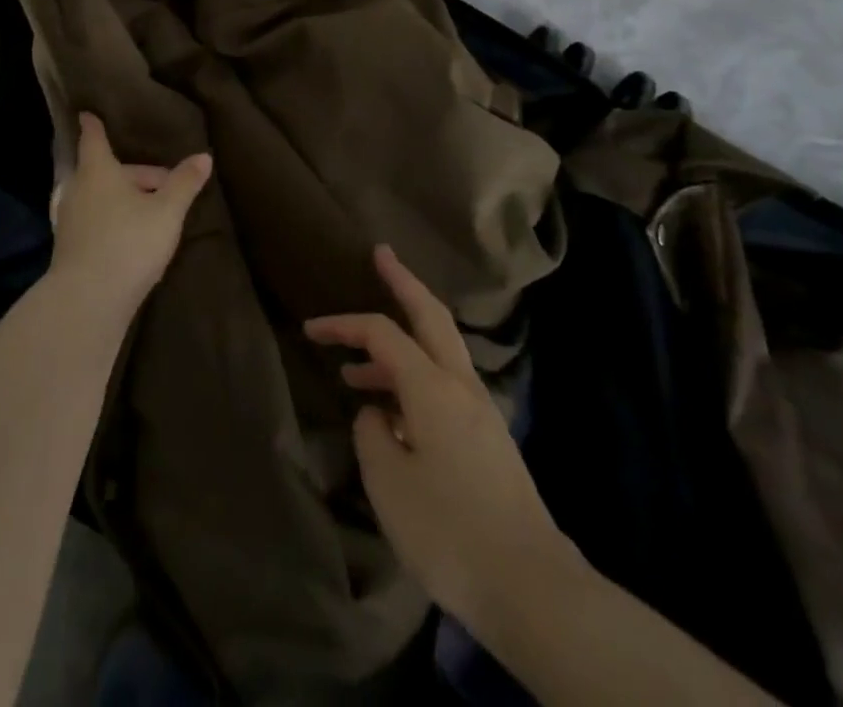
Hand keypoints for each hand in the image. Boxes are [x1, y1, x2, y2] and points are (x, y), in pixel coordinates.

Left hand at [49, 114, 210, 317]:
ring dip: (123, 199)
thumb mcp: (167, 211)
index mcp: (98, 171)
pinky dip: (111, 219)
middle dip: (132, 174)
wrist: (87, 300)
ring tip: (151, 212)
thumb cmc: (129, 242)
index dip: (94, 125)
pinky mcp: (69, 247)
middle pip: (105, 171)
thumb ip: (184, 183)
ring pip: (99, 197)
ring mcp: (69, 220)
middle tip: (164, 185)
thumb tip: (204, 156)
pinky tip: (132, 238)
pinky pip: (94, 220)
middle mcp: (78, 189)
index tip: (88, 113)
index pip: (94, 139)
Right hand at [305, 246, 577, 631]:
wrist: (532, 588)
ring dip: (400, 344)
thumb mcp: (389, 482)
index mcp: (432, 386)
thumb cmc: (449, 529)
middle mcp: (460, 385)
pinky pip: (446, 386)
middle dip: (403, 281)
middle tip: (382, 254)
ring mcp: (481, 411)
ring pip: (438, 352)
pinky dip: (415, 379)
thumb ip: (373, 434)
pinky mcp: (489, 439)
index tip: (310, 330)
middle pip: (430, 315)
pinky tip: (394, 417)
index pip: (381, 333)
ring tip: (356, 371)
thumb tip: (377, 413)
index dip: (343, 325)